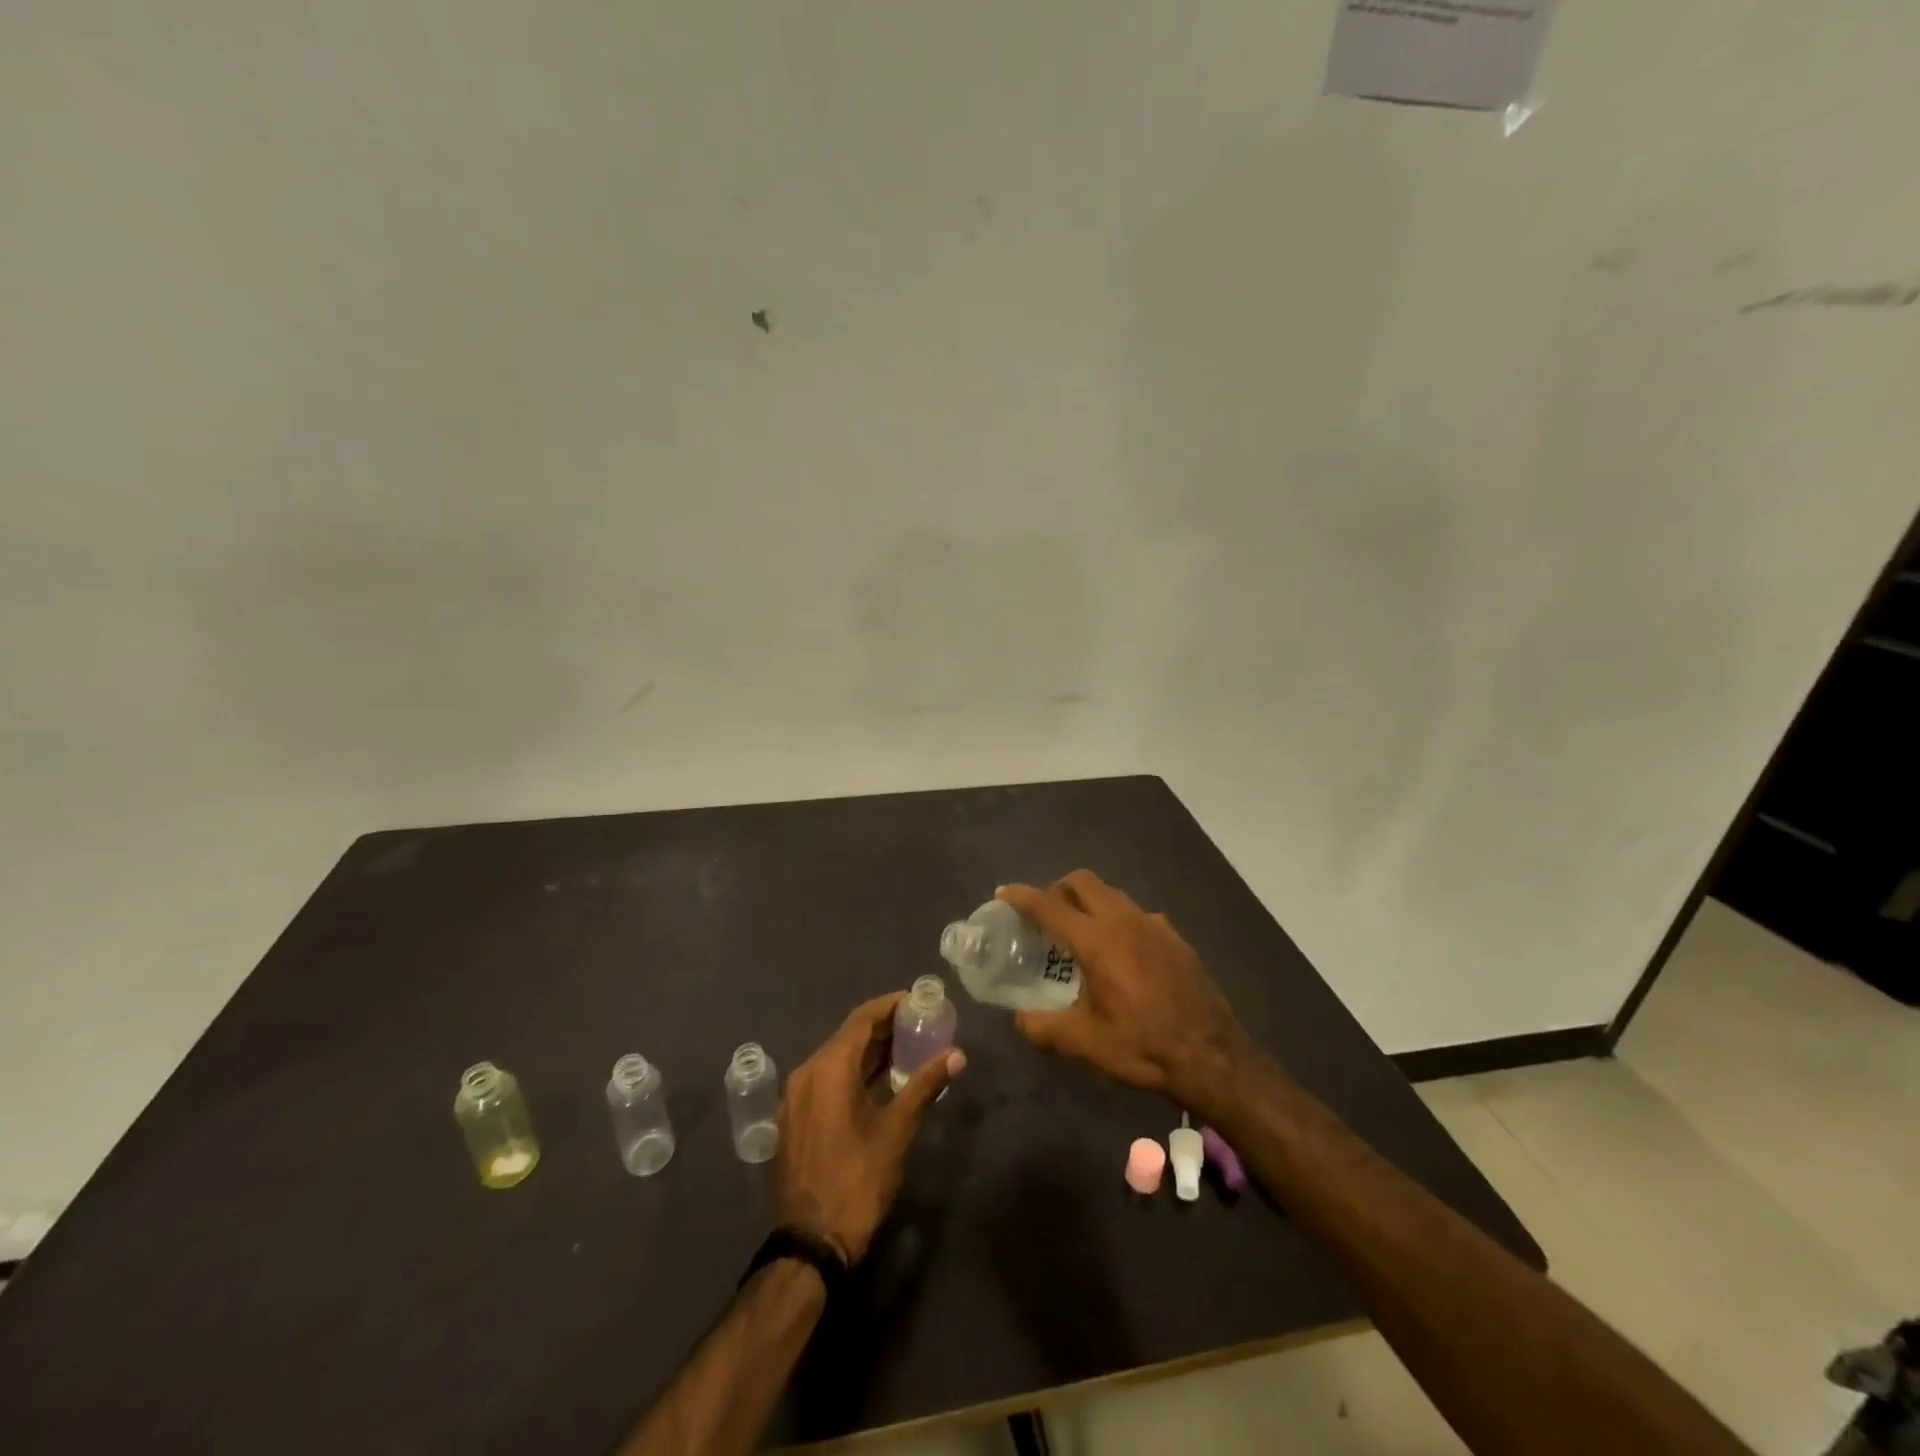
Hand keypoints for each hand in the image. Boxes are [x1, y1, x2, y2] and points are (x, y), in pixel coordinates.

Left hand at [774, 995, 964, 1262]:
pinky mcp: (794, 1119)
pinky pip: (825, 1080)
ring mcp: (795, 1097)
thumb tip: (957, 1054)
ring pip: (836, 1059)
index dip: (890, 1006)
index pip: (862, 1019)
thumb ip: (925, 1086)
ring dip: (868, 1052)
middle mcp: (806, 1072)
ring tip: (906, 1051)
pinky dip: (852, 1074)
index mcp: (828, 1068)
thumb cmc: (858, 1180)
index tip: (918, 1001)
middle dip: (883, 1029)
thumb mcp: (897, 1130)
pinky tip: (878, 1084)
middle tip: (919, 1026)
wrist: (811, 1243)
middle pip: (848, 1037)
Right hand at [998, 871, 1250, 1117]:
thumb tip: (1020, 1019)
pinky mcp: (1175, 937)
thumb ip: (1044, 1027)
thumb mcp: (1085, 1043)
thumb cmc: (1144, 1046)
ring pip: (1112, 894)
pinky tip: (1121, 953)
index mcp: (1096, 940)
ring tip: (1080, 932)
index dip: (1021, 896)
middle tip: (1044, 912)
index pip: (1049, 905)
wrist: (1213, 1056)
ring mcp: (1154, 925)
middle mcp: (1124, 920)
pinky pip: (1137, 914)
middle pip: (1083, 881)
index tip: (1003, 893)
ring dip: (1089, 901)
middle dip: (1057, 887)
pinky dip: (1118, 920)